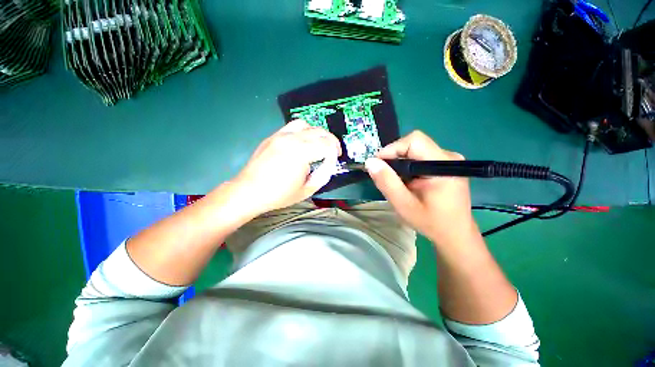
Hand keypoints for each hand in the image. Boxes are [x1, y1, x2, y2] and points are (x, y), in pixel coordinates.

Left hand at [233, 120, 341, 215]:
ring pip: (307, 125)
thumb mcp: (307, 190)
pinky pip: (293, 126)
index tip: (332, 164)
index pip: (327, 146)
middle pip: (320, 132)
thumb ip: (323, 175)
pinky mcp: (273, 136)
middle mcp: (292, 139)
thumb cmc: (278, 194)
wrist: (249, 191)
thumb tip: (329, 164)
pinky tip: (303, 143)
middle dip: (331, 142)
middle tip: (333, 154)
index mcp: (301, 153)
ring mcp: (281, 135)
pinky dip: (303, 132)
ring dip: (317, 134)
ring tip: (319, 145)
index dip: (334, 155)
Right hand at [365, 131, 477, 244]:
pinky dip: (407, 166)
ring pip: (415, 150)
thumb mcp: (404, 205)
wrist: (455, 234)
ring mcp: (448, 160)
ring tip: (395, 181)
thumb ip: (387, 182)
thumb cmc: (431, 222)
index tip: (377, 165)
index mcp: (443, 165)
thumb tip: (370, 162)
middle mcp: (448, 157)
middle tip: (384, 176)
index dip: (392, 149)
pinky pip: (420, 157)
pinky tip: (406, 181)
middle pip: (414, 144)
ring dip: (400, 163)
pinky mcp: (445, 165)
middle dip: (394, 157)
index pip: (414, 141)